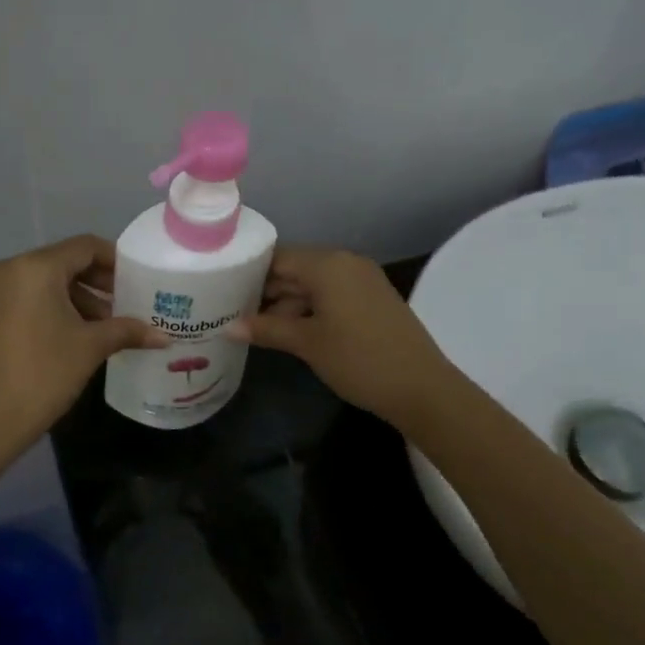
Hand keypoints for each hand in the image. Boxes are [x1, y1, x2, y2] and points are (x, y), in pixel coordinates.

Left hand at [0, 235, 167, 445]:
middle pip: (64, 262)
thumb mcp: (90, 348)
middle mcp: (10, 269)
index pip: (84, 247)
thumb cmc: (44, 373)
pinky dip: (55, 308)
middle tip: (127, 304)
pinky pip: (29, 298)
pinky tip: (76, 335)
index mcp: (36, 267)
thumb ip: (127, 331)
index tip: (138, 280)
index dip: (115, 260)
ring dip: (78, 298)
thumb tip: (163, 336)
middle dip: (98, 282)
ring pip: (46, 282)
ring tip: (106, 326)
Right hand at [230, 246, 456, 429]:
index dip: (249, 273)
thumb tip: (228, 327)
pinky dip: (309, 310)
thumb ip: (266, 329)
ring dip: (286, 304)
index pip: (277, 257)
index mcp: (328, 264)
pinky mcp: (372, 300)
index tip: (223, 291)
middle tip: (232, 312)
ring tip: (256, 329)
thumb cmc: (358, 359)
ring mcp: (362, 281)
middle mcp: (346, 263)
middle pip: (295, 269)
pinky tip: (289, 332)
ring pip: (312, 285)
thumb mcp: (307, 343)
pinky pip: (331, 296)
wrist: (421, 387)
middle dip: (266, 291)